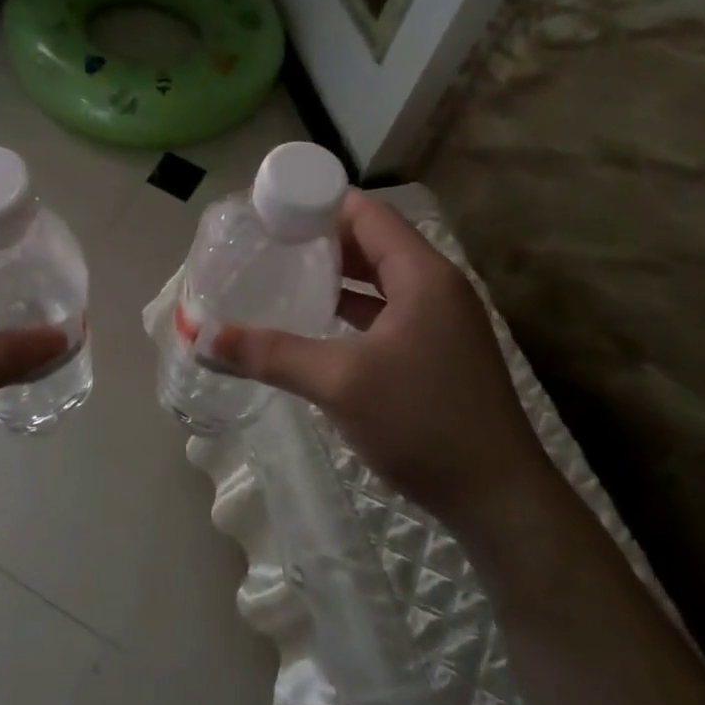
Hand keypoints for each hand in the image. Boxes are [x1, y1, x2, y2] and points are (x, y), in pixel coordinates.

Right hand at [210, 191, 544, 519]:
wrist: (497, 498)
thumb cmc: (422, 421)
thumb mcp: (340, 382)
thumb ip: (272, 354)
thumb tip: (206, 339)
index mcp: (423, 275)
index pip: (368, 214)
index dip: (319, 205)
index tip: (271, 213)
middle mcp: (436, 287)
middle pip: (373, 243)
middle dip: (321, 240)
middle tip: (268, 244)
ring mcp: (441, 322)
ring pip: (380, 280)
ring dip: (336, 276)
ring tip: (283, 275)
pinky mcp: (437, 352)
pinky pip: (387, 312)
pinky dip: (352, 309)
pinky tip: (317, 322)